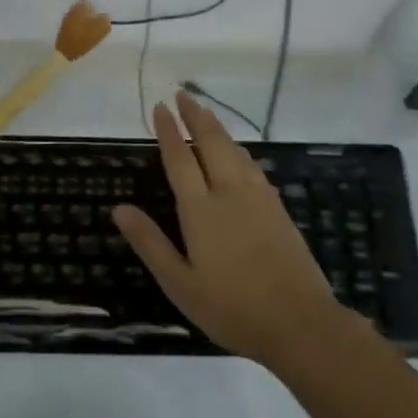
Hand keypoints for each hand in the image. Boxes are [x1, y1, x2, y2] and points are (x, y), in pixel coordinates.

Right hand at [112, 90, 346, 368]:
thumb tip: (119, 209)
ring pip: (235, 151)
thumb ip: (150, 243)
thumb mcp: (180, 283)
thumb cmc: (231, 307)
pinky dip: (239, 150)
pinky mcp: (278, 208)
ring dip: (218, 128)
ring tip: (206, 114)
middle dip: (195, 116)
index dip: (168, 131)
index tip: (160, 107)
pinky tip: (239, 154)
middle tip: (183, 95)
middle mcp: (229, 193)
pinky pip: (253, 166)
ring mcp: (258, 198)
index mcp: (201, 210)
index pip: (180, 159)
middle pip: (212, 143)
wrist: (299, 321)